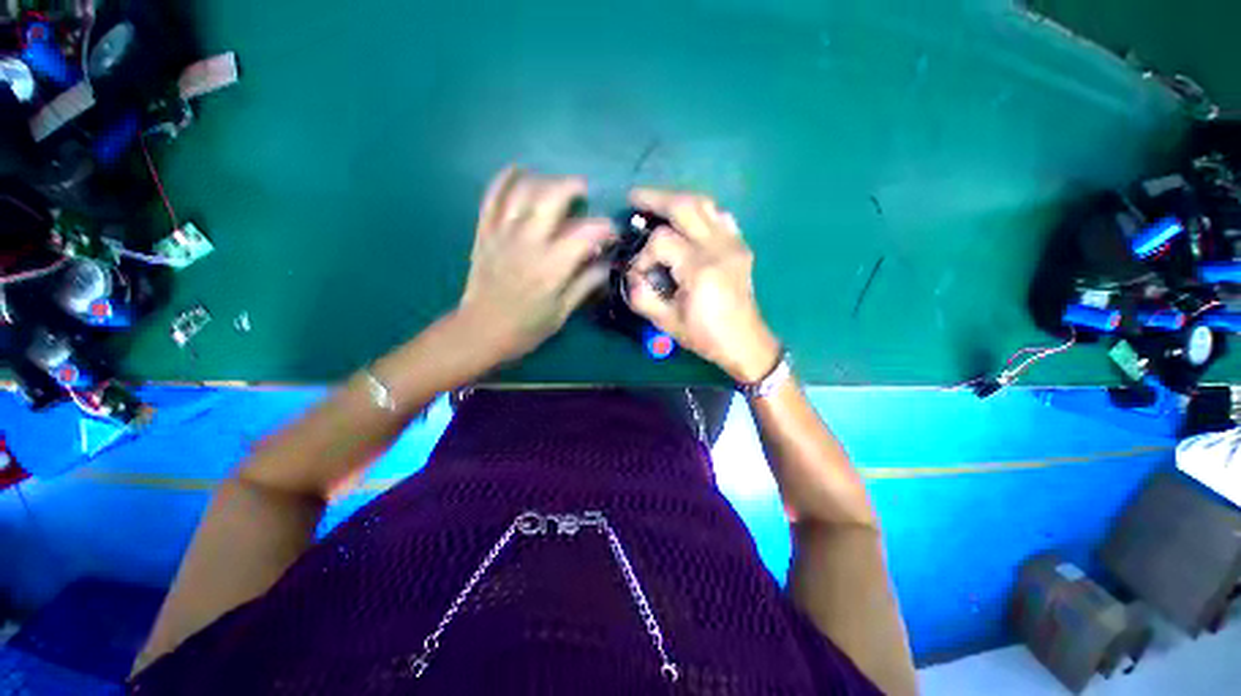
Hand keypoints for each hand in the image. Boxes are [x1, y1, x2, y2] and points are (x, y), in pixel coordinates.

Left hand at [455, 166, 614, 363]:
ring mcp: (503, 233)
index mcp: (552, 266)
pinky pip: (493, 195)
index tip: (612, 233)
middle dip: (573, 187)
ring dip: (543, 179)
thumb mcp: (563, 312)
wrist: (480, 331)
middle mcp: (529, 241)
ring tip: (556, 185)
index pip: (587, 233)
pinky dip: (505, 178)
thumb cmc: (527, 327)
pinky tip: (518, 171)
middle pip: (552, 196)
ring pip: (523, 189)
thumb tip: (608, 262)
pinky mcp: (485, 231)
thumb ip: (586, 283)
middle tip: (584, 193)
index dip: (606, 228)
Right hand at [625, 188, 780, 382]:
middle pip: (685, 206)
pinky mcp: (740, 246)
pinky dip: (701, 211)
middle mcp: (719, 248)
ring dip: (678, 200)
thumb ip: (642, 296)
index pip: (662, 241)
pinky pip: (720, 216)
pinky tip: (688, 220)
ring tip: (657, 205)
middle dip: (655, 199)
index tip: (638, 273)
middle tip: (634, 198)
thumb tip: (631, 274)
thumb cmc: (704, 335)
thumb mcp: (666, 322)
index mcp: (700, 269)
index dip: (643, 255)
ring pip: (705, 204)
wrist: (744, 341)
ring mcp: (733, 243)